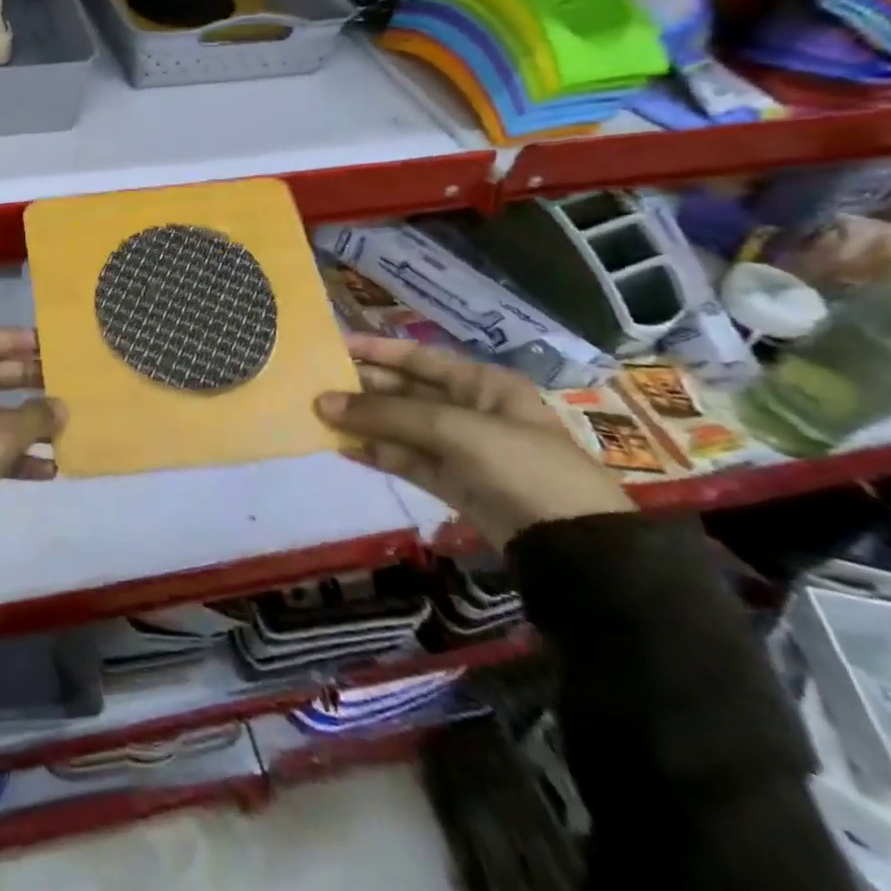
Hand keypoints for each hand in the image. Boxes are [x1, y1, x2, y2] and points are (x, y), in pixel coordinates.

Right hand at [317, 336, 632, 548]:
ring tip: (320, 416)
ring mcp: (463, 449)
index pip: (417, 357)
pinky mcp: (455, 484)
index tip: (331, 345)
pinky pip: (408, 459)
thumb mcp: (452, 428)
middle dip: (364, 387)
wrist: (574, 546)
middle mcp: (470, 409)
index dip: (375, 349)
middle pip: (406, 390)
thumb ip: (386, 414)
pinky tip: (344, 447)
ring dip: (365, 422)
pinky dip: (378, 453)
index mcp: (481, 383)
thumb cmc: (519, 463)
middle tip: (316, 384)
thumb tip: (322, 402)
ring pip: (402, 426)